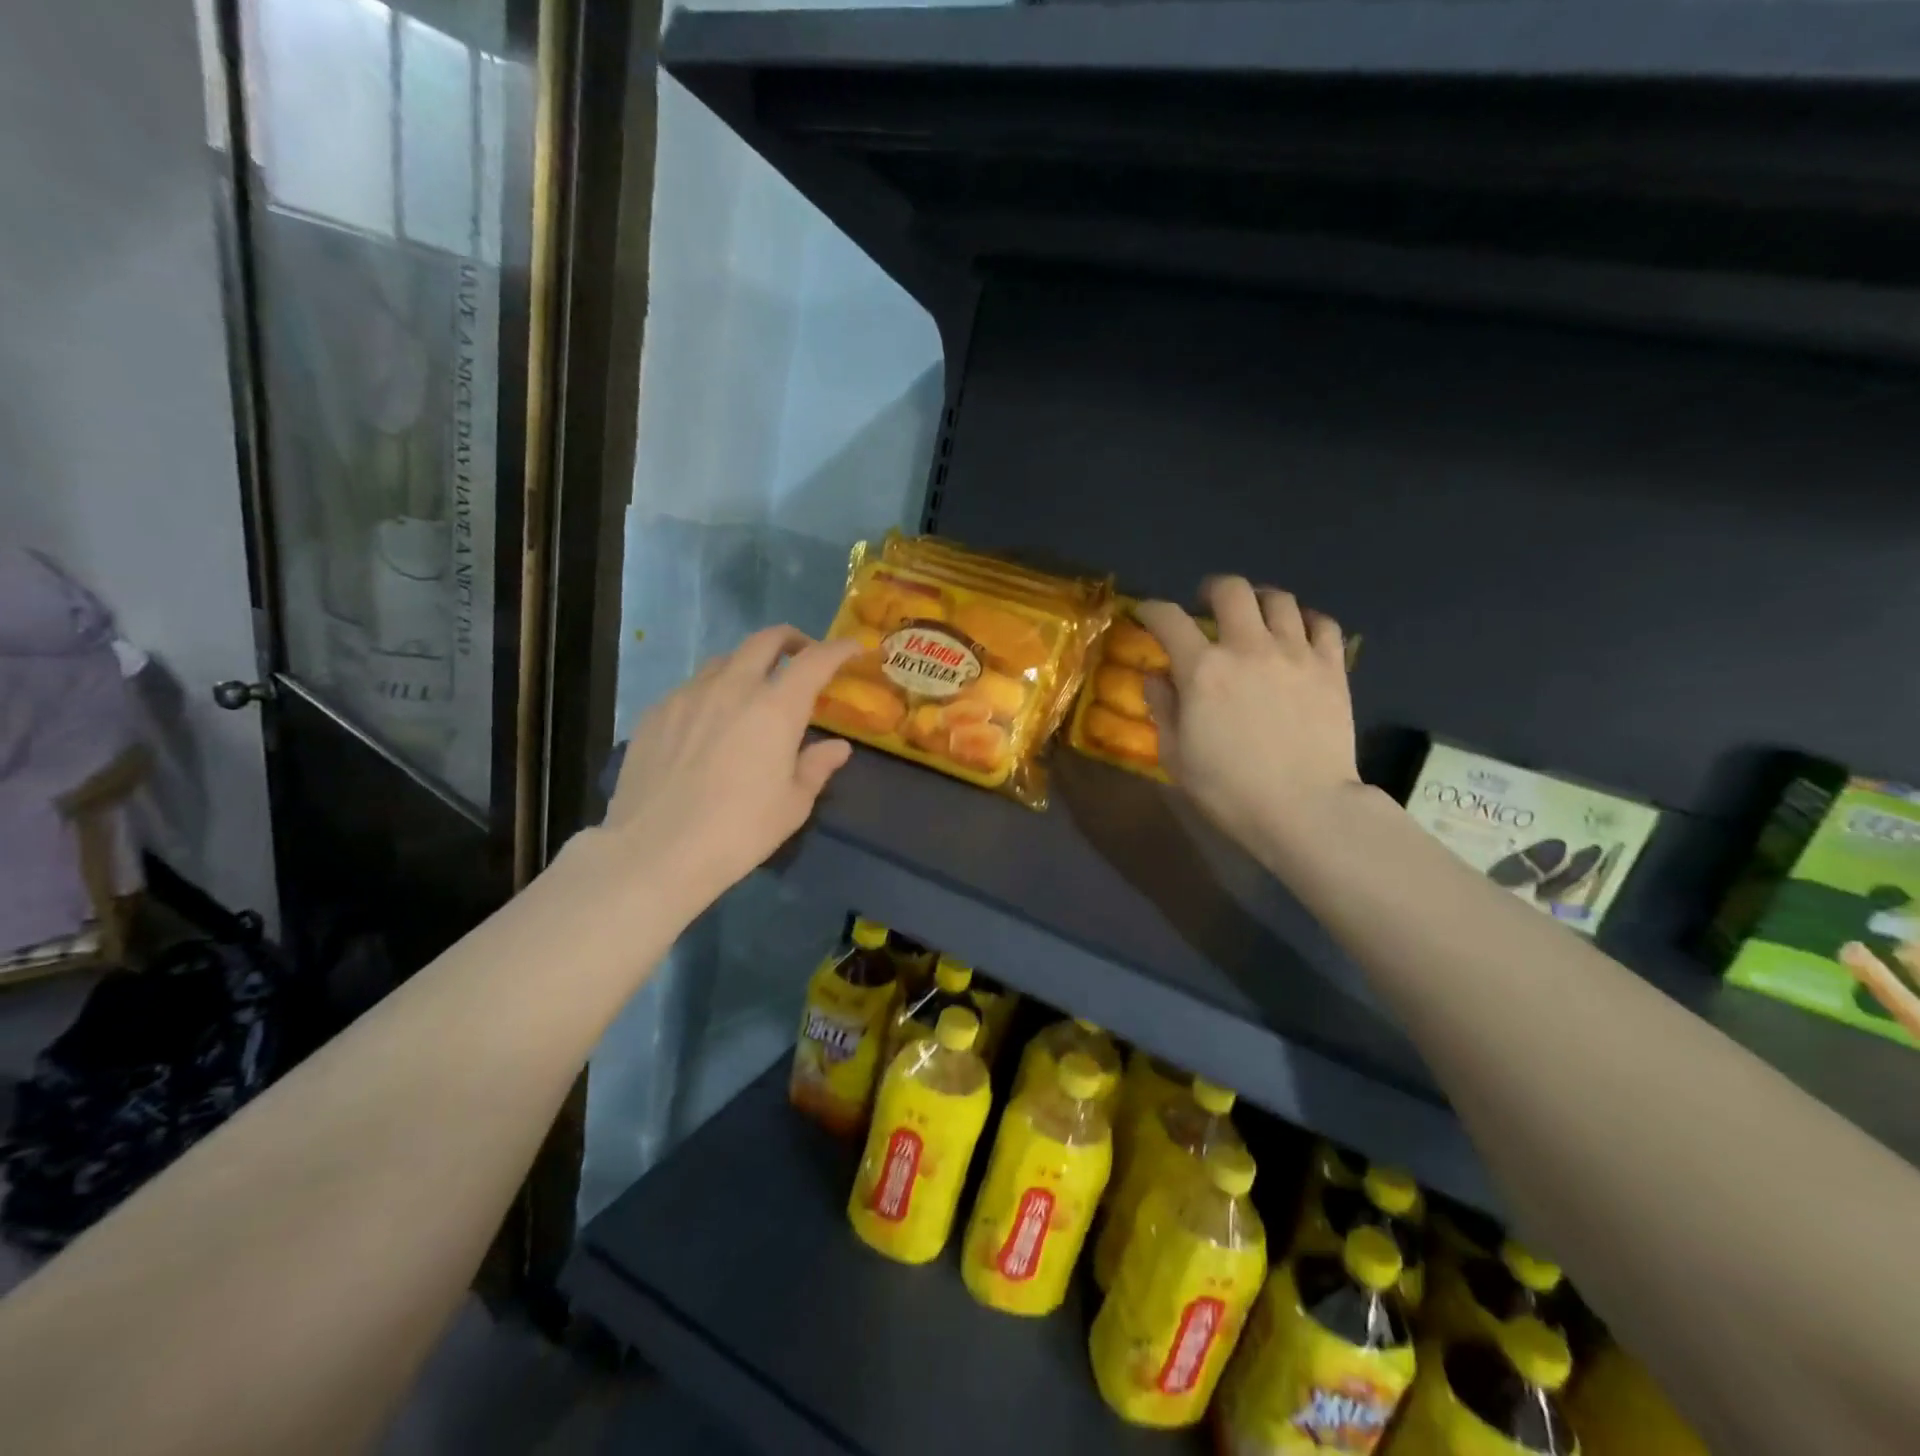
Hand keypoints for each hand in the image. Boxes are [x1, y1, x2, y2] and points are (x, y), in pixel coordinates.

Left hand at [601, 626, 860, 911]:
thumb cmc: (739, 831)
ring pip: (725, 660)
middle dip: (792, 640)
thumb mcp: (793, 804)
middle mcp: (733, 688)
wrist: (655, 852)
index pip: (815, 660)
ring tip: (754, 691)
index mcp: (775, 708)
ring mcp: (689, 695)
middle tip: (803, 655)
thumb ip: (817, 766)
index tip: (853, 648)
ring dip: (749, 664)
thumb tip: (838, 747)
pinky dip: (713, 692)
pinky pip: (692, 687)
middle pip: (766, 640)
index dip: (839, 649)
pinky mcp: (657, 712)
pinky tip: (710, 723)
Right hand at [1134, 578, 1360, 862]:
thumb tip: (1158, 676)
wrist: (1305, 808)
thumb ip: (1163, 708)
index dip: (1152, 609)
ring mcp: (1295, 653)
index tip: (1146, 614)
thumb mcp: (1176, 755)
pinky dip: (1305, 621)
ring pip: (1279, 599)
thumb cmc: (1229, 789)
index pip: (1169, 618)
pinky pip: (1322, 623)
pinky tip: (1297, 634)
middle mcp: (1248, 647)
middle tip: (1206, 605)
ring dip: (1259, 601)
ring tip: (1254, 616)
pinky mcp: (1331, 667)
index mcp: (1202, 669)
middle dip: (1212, 590)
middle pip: (1231, 590)